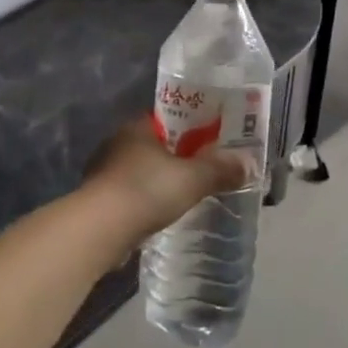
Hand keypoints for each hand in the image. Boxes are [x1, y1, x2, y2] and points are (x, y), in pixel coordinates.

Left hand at [84, 119, 254, 243]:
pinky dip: (146, 202)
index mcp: (137, 128)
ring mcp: (104, 173)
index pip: (168, 119)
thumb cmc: (146, 191)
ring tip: (185, 194)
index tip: (211, 140)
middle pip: (155, 146)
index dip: (191, 127)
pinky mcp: (99, 201)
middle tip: (204, 170)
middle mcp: (117, 144)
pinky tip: (160, 215)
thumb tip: (249, 163)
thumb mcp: (193, 178)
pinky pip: (131, 195)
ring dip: (159, 181)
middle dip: (177, 157)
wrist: (99, 229)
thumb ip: (220, 169)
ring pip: (142, 171)